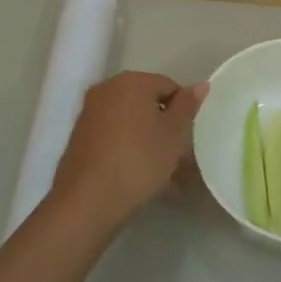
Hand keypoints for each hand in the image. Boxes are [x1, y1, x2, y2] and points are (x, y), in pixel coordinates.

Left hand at [52, 71, 207, 234]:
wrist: (88, 201)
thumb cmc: (139, 160)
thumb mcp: (173, 133)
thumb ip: (187, 105)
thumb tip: (201, 84)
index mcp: (131, 81)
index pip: (169, 86)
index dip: (183, 111)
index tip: (187, 137)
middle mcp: (107, 88)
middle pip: (147, 101)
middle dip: (164, 124)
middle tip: (177, 155)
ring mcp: (90, 112)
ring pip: (130, 120)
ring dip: (147, 138)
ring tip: (160, 170)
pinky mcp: (79, 136)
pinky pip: (113, 135)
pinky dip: (127, 147)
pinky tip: (137, 174)